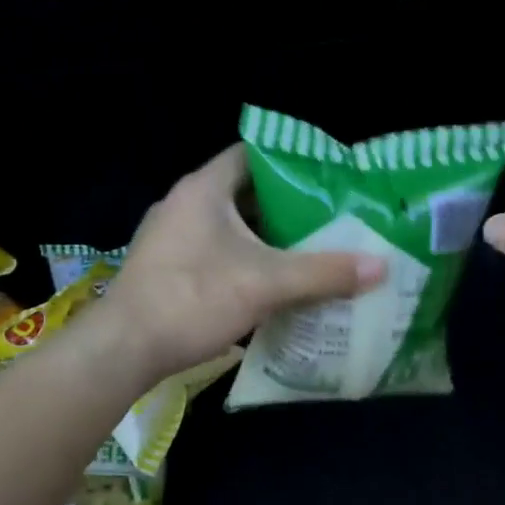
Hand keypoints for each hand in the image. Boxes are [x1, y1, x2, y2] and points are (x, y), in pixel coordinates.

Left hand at [102, 144, 387, 382]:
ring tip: (309, 249)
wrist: (123, 349)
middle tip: (328, 218)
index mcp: (205, 189)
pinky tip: (271, 281)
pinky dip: (244, 258)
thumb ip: (324, 273)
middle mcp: (184, 203)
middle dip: (286, 206)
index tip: (326, 179)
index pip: (252, 155)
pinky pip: (215, 250)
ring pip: (230, 225)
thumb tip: (382, 266)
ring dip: (266, 236)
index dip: (291, 162)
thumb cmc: (193, 298)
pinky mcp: (166, 266)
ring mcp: (171, 236)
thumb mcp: (267, 284)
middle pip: (245, 192)